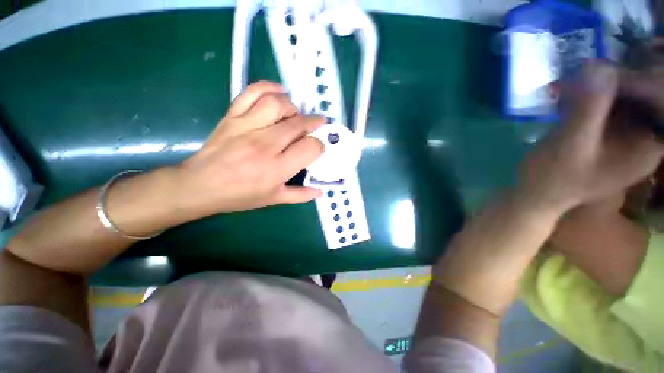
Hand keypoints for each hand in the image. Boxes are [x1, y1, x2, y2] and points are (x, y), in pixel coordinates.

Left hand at [176, 81, 323, 214]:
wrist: (200, 185)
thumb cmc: (240, 195)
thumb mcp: (274, 199)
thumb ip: (300, 195)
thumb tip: (321, 191)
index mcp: (277, 168)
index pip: (310, 148)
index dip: (319, 146)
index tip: (316, 148)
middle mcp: (265, 145)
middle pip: (298, 124)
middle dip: (313, 123)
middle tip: (316, 125)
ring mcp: (247, 127)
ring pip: (278, 105)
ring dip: (293, 107)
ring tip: (295, 115)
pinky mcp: (232, 116)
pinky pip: (252, 93)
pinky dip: (269, 87)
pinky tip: (279, 92)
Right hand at [519, 62, 663, 214]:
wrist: (535, 194)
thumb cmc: (554, 177)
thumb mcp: (572, 143)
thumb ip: (589, 107)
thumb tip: (598, 62)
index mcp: (647, 147)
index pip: (657, 102)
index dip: (640, 79)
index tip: (611, 66)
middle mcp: (642, 138)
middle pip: (639, 97)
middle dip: (614, 81)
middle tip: (586, 70)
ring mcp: (623, 136)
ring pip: (620, 99)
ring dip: (596, 88)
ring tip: (570, 84)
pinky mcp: (603, 134)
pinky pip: (604, 106)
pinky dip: (586, 97)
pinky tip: (566, 96)